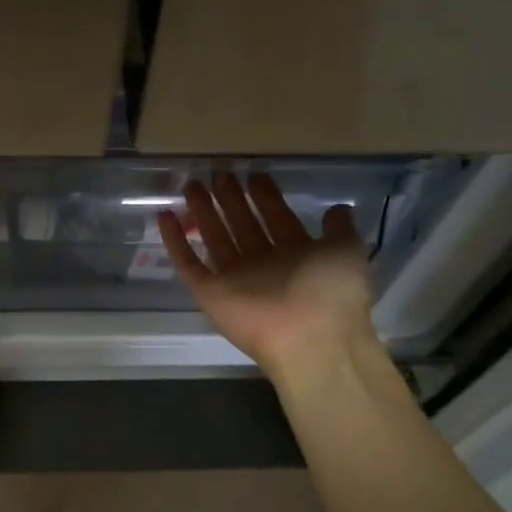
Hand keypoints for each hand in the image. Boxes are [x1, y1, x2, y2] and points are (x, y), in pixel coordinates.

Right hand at [159, 172, 377, 379]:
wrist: (309, 337)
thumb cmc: (331, 290)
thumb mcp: (347, 250)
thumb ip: (339, 228)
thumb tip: (336, 209)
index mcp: (297, 255)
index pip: (276, 219)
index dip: (265, 197)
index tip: (253, 174)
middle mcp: (265, 265)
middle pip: (243, 225)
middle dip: (230, 199)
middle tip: (218, 174)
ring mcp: (235, 279)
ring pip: (215, 238)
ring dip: (203, 212)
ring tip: (191, 185)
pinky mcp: (210, 293)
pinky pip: (188, 265)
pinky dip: (175, 242)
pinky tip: (165, 216)